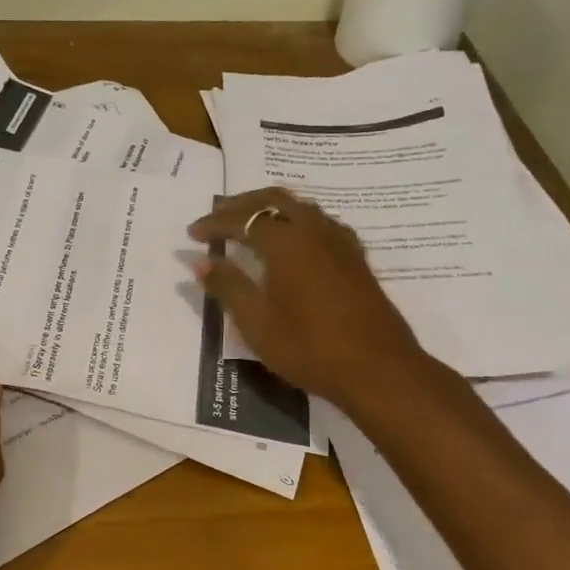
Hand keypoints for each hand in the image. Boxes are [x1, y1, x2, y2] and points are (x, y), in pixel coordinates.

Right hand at [189, 188, 430, 413]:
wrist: (378, 369)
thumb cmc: (309, 348)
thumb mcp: (256, 322)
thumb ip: (228, 286)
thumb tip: (200, 262)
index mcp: (286, 241)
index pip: (242, 220)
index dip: (214, 224)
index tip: (191, 234)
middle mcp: (314, 230)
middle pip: (273, 199)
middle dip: (241, 204)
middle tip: (217, 214)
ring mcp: (340, 242)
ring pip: (300, 207)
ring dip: (270, 208)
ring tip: (249, 222)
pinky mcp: (355, 258)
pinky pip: (320, 222)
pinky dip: (296, 220)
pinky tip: (292, 240)